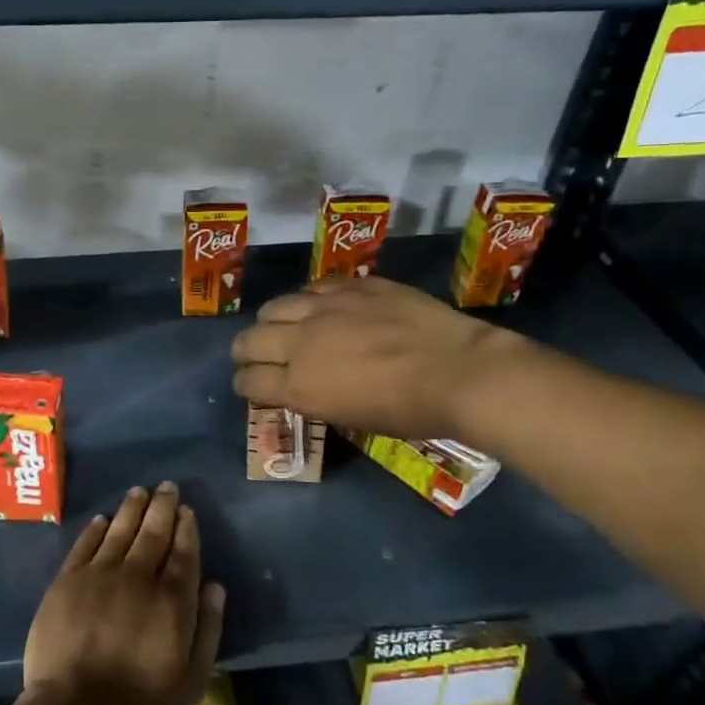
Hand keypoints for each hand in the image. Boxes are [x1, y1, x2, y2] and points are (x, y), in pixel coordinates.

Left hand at [24, 483, 225, 704]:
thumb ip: (207, 630)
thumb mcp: (191, 681)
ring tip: (140, 491)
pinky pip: (84, 545)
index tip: (187, 510)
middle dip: (163, 507)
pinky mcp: (67, 582)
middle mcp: (137, 576)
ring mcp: (98, 575)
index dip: (186, 528)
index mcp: (171, 600)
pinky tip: (102, 519)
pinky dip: (96, 529)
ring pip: (119, 530)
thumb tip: (216, 587)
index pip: (183, 553)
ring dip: (132, 508)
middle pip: (153, 532)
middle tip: (167, 486)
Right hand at [230, 276, 509, 440]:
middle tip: (254, 356)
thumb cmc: (409, 412)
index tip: (250, 385)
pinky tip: (320, 306)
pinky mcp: (352, 286)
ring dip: (271, 320)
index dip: (244, 384)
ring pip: (275, 306)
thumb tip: (301, 386)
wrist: (459, 372)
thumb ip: (315, 397)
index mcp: (299, 386)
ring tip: (283, 325)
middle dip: (245, 351)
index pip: (248, 381)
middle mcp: (301, 342)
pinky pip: (314, 287)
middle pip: (249, 340)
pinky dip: (309, 300)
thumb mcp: (351, 418)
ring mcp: (325, 308)